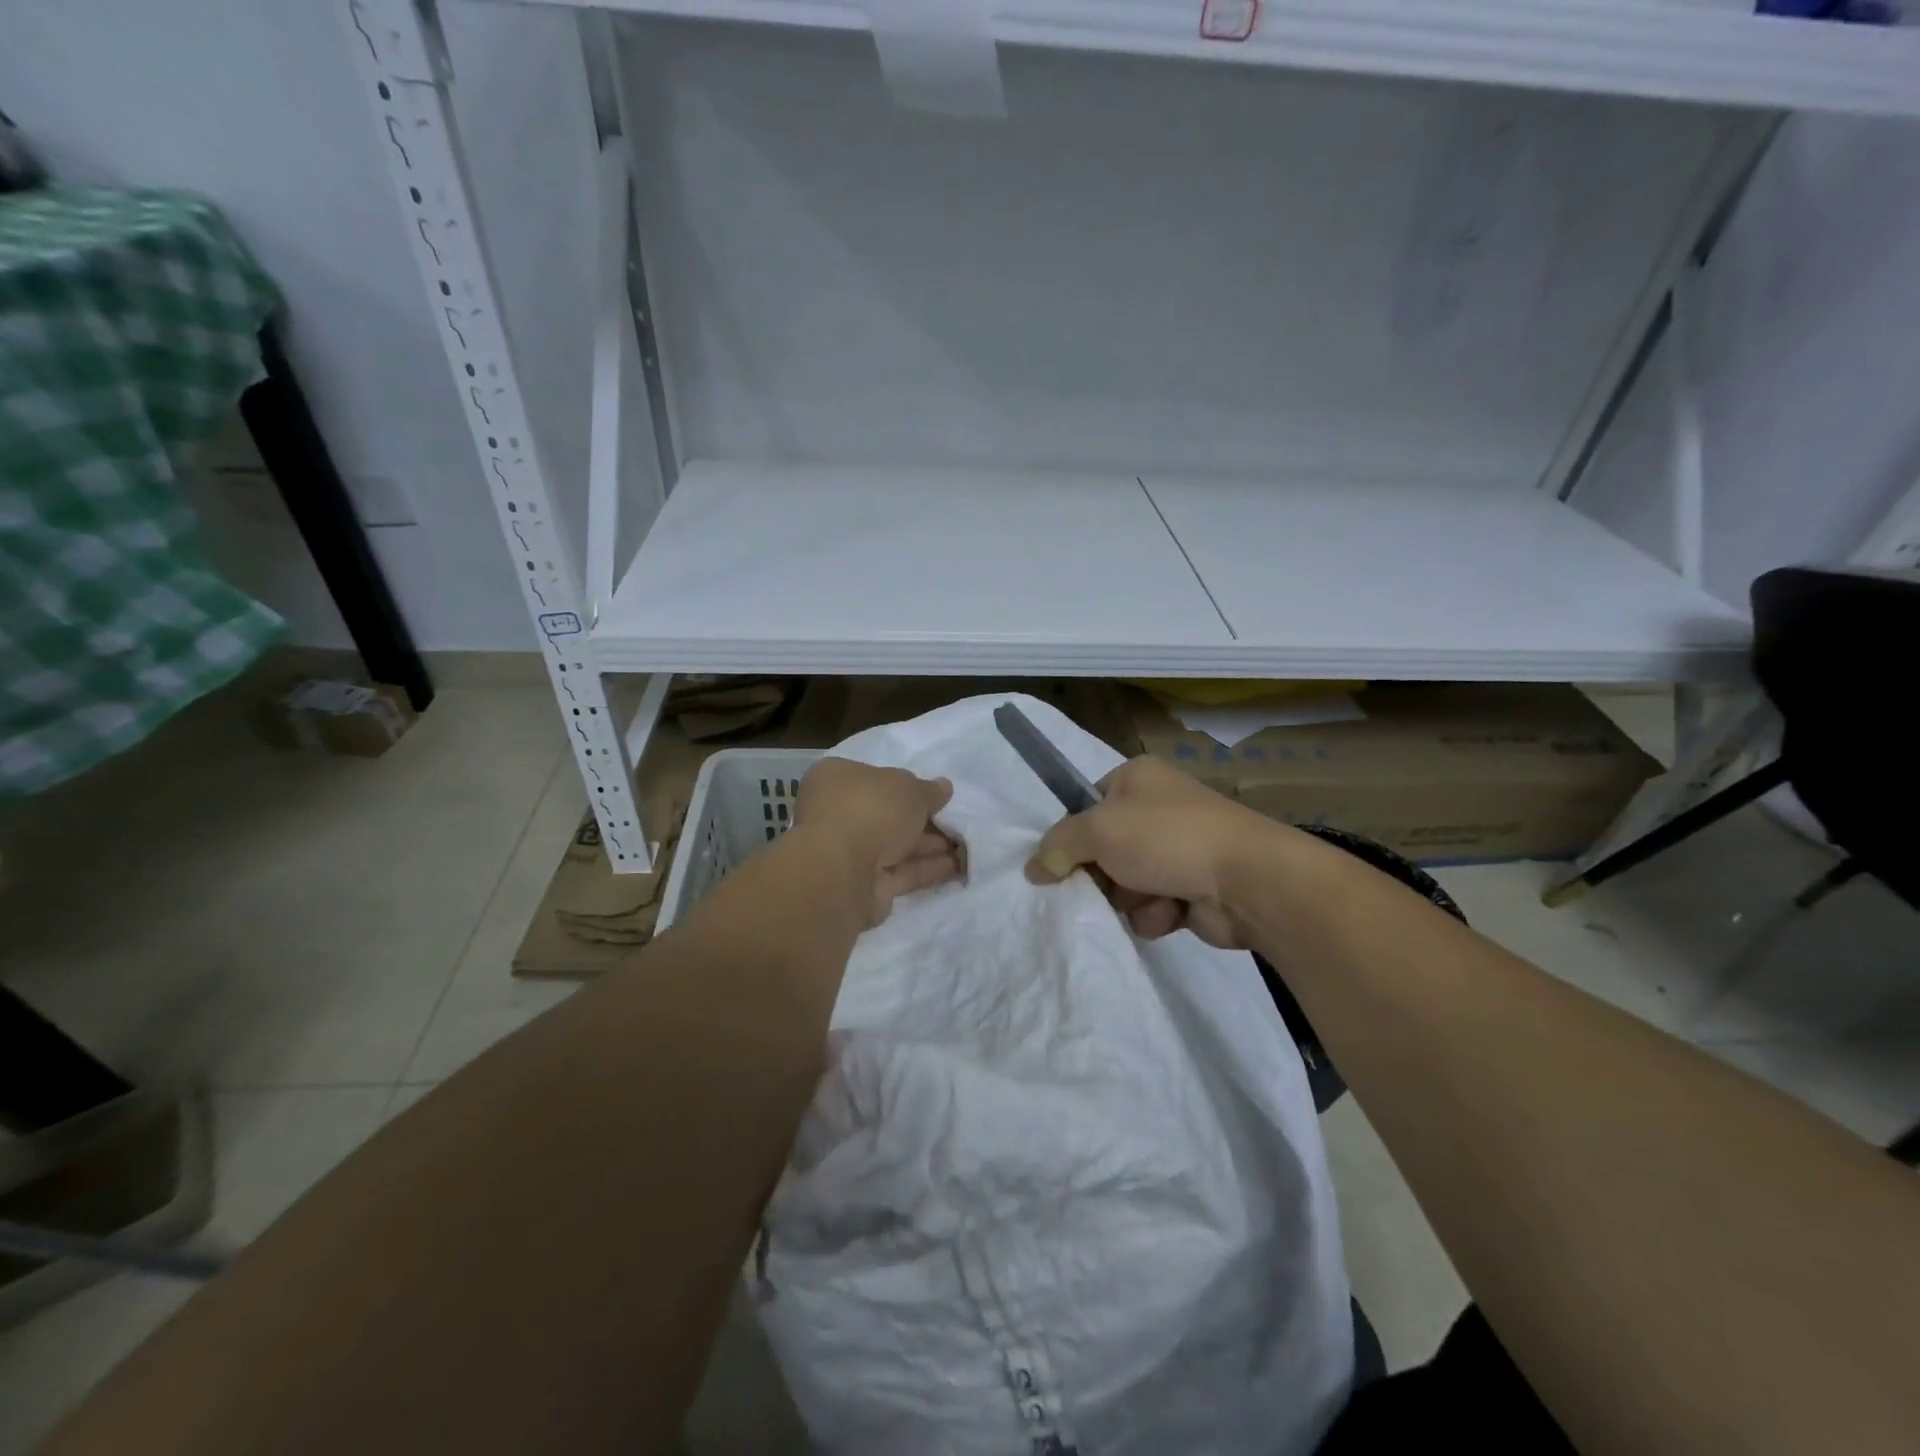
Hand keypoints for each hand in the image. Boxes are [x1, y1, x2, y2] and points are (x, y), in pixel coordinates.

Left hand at [795, 758, 962, 925]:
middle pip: (888, 815)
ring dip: (931, 847)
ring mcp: (848, 853)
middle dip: (924, 821)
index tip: (935, 795)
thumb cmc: (871, 810)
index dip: (906, 785)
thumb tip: (944, 788)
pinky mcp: (863, 886)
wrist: (843, 872)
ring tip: (970, 846)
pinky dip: (928, 869)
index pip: (874, 778)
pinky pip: (901, 873)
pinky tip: (960, 867)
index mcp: (837, 779)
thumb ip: (929, 790)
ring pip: (896, 846)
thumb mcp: (910, 789)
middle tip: (960, 823)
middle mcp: (838, 814)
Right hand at [1024, 756, 1281, 947]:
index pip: (1087, 803)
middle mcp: (1157, 809)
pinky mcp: (1193, 887)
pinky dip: (1155, 914)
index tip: (1060, 860)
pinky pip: (1152, 905)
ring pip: (1125, 882)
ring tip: (1148, 899)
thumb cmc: (1167, 838)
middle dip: (1101, 874)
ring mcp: (1178, 849)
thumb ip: (1058, 845)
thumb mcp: (1098, 830)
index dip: (1073, 834)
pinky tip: (1172, 913)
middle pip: (1103, 848)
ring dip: (1129, 898)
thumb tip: (1033, 868)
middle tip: (1098, 887)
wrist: (1248, 880)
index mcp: (1137, 778)